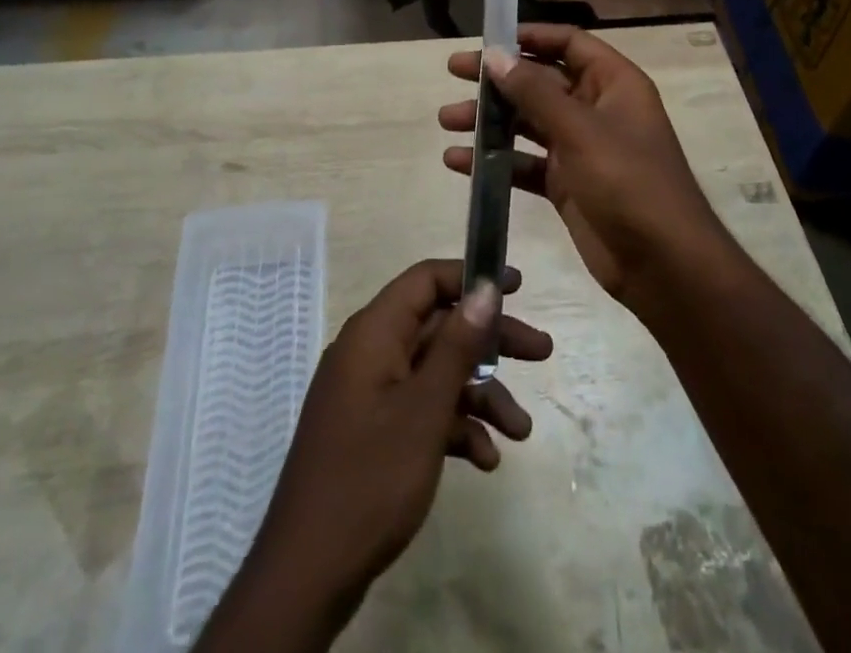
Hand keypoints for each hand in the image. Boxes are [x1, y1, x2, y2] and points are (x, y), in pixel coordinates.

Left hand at [197, 260, 552, 651]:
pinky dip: (455, 427)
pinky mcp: (374, 432)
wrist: (308, 573)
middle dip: (491, 343)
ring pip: (436, 374)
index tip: (516, 287)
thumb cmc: (370, 478)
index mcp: (374, 333)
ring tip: (520, 430)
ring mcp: (371, 394)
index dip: (470, 277)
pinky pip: (422, 411)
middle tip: (541, 352)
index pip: (425, 280)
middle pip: (439, 328)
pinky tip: (485, 460)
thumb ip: (457, 346)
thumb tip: (485, 288)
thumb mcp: (424, 409)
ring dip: (480, 396)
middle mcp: (371, 353)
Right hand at [441, 24, 730, 306]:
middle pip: (540, 81)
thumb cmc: (629, 183)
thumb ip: (534, 92)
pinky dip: (494, 160)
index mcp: (613, 84)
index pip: (568, 44)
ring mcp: (580, 148)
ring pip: (527, 122)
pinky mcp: (566, 184)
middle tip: (454, 72)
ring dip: (489, 120)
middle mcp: (596, 109)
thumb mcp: (580, 131)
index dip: (530, 37)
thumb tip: (495, 55)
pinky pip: (524, 162)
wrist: (664, 265)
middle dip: (498, 79)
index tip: (488, 39)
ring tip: (447, 121)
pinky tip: (458, 162)